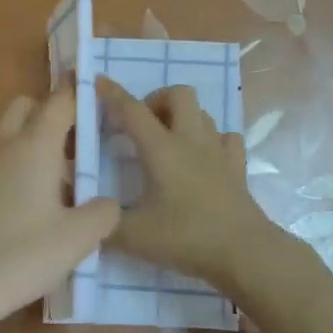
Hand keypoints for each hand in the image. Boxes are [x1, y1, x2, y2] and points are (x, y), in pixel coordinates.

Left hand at [0, 88, 118, 332]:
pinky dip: (18, 169)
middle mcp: (4, 146)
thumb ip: (103, 214)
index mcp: (34, 145)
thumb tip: (109, 203)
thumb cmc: (18, 255)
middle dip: (54, 114)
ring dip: (36, 145)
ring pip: (11, 136)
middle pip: (28, 108)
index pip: (60, 100)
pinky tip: (32, 209)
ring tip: (64, 185)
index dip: (81, 92)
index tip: (102, 96)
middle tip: (81, 146)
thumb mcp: (76, 239)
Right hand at [98, 76, 282, 289]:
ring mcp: (218, 151)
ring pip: (202, 113)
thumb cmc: (185, 238)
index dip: (113, 93)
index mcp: (161, 149)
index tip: (99, 80)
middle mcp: (191, 140)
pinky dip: (212, 140)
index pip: (132, 110)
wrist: (243, 252)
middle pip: (178, 94)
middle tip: (142, 126)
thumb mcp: (133, 236)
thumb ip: (105, 224)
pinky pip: (226, 138)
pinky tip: (203, 158)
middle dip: (156, 100)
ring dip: (183, 117)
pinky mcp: (237, 167)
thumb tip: (89, 216)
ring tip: (168, 141)